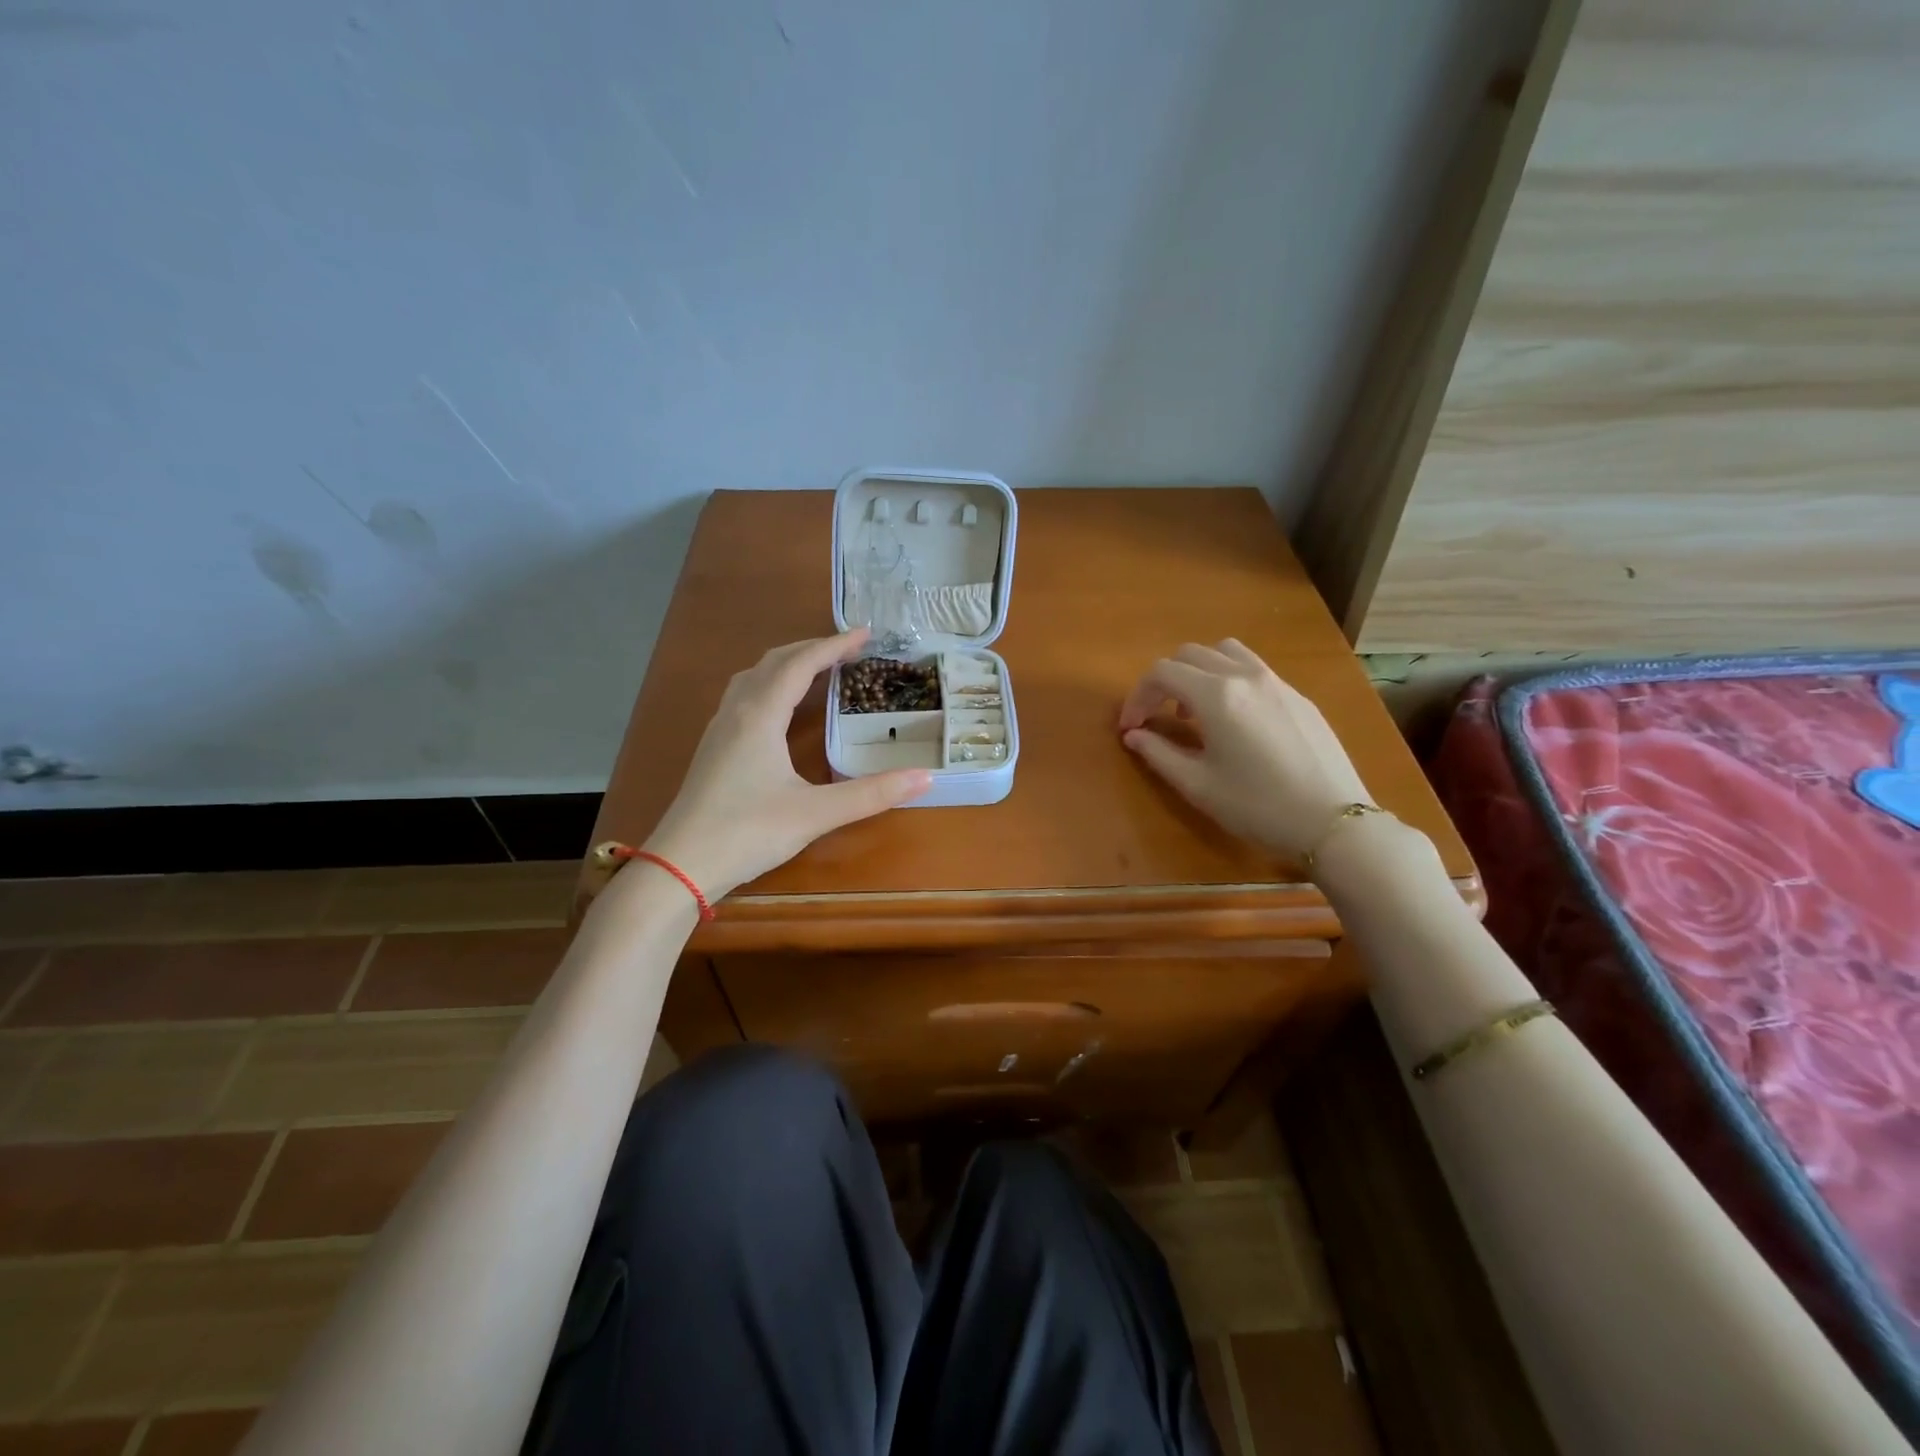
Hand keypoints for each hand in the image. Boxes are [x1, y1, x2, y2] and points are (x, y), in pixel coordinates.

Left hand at [642, 629, 931, 900]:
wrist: (680, 865)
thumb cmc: (747, 832)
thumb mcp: (815, 813)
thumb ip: (871, 794)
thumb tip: (925, 777)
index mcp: (760, 715)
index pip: (800, 664)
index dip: (834, 645)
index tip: (866, 633)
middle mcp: (737, 712)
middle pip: (774, 662)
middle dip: (812, 649)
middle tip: (849, 650)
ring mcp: (719, 729)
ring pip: (754, 677)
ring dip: (787, 664)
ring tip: (818, 668)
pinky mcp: (713, 749)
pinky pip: (744, 696)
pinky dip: (770, 684)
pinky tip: (781, 708)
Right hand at [1117, 639, 1372, 859]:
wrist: (1333, 821)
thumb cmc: (1257, 806)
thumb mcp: (1198, 785)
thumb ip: (1159, 753)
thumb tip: (1134, 735)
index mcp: (1216, 695)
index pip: (1162, 673)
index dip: (1138, 697)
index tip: (1131, 728)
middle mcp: (1245, 676)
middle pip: (1190, 654)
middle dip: (1164, 681)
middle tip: (1155, 717)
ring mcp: (1276, 682)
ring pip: (1225, 652)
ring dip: (1198, 672)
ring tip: (1194, 710)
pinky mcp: (1298, 696)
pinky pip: (1253, 669)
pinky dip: (1229, 679)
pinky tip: (1234, 720)